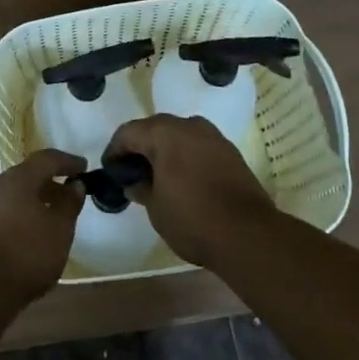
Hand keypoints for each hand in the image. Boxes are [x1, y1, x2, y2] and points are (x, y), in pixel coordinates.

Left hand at [0, 149, 86, 306]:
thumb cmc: (26, 251)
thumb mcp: (59, 229)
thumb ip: (69, 204)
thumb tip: (75, 185)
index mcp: (19, 178)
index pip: (46, 159)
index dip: (67, 162)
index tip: (85, 167)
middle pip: (28, 177)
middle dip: (50, 183)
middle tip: (70, 194)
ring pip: (16, 196)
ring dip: (36, 202)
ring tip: (54, 218)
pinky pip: (6, 213)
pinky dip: (23, 217)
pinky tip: (33, 236)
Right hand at [105, 114, 277, 268]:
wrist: (248, 234)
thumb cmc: (193, 218)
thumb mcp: (156, 208)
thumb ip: (141, 189)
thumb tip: (134, 182)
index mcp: (164, 133)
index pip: (128, 133)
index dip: (115, 150)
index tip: (109, 170)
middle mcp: (188, 125)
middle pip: (154, 129)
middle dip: (140, 148)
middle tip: (131, 172)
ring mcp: (212, 136)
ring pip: (179, 136)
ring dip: (164, 151)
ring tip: (157, 177)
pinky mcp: (230, 152)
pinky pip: (198, 147)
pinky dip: (185, 157)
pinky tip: (183, 179)